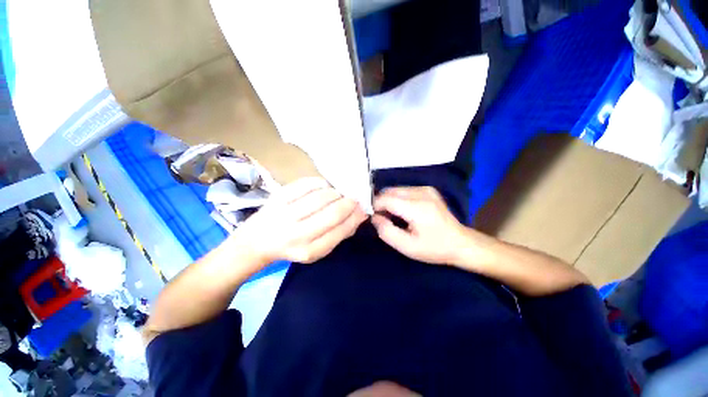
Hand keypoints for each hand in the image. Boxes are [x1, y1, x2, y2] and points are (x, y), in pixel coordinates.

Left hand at [233, 177, 366, 266]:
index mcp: (310, 250)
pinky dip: (320, 183)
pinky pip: (307, 184)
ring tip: (338, 194)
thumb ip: (339, 234)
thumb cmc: (292, 247)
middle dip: (349, 202)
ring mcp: (286, 214)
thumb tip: (358, 215)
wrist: (257, 241)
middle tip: (353, 198)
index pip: (341, 230)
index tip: (363, 209)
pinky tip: (323, 187)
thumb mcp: (317, 250)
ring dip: (336, 193)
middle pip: (333, 212)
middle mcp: (297, 234)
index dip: (355, 217)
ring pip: (321, 196)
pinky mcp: (278, 197)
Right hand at [371, 186, 471, 264]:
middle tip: (383, 219)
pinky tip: (402, 211)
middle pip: (389, 191)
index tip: (373, 218)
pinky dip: (398, 199)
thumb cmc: (434, 248)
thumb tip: (374, 217)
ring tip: (393, 217)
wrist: (461, 243)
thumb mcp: (407, 247)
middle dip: (381, 203)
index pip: (386, 199)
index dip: (375, 207)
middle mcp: (421, 192)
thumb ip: (386, 231)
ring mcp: (426, 189)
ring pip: (395, 190)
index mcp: (417, 207)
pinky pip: (404, 190)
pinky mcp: (428, 190)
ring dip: (389, 201)